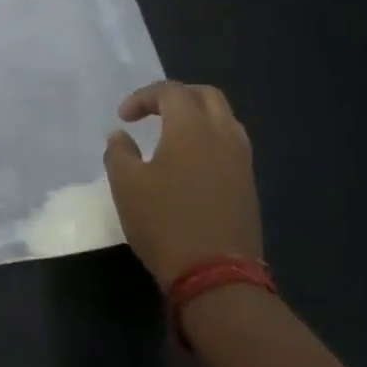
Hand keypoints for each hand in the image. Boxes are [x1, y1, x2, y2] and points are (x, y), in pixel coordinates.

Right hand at [103, 82, 262, 290]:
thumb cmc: (164, 222)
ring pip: (224, 119)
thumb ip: (118, 152)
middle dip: (177, 97)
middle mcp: (222, 135)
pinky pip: (231, 144)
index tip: (124, 117)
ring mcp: (241, 161)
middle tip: (152, 113)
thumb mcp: (126, 185)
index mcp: (191, 128)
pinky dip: (209, 139)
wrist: (215, 274)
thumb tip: (120, 135)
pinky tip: (190, 162)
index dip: (143, 97)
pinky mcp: (248, 184)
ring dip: (197, 116)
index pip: (171, 91)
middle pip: (206, 96)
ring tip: (172, 135)